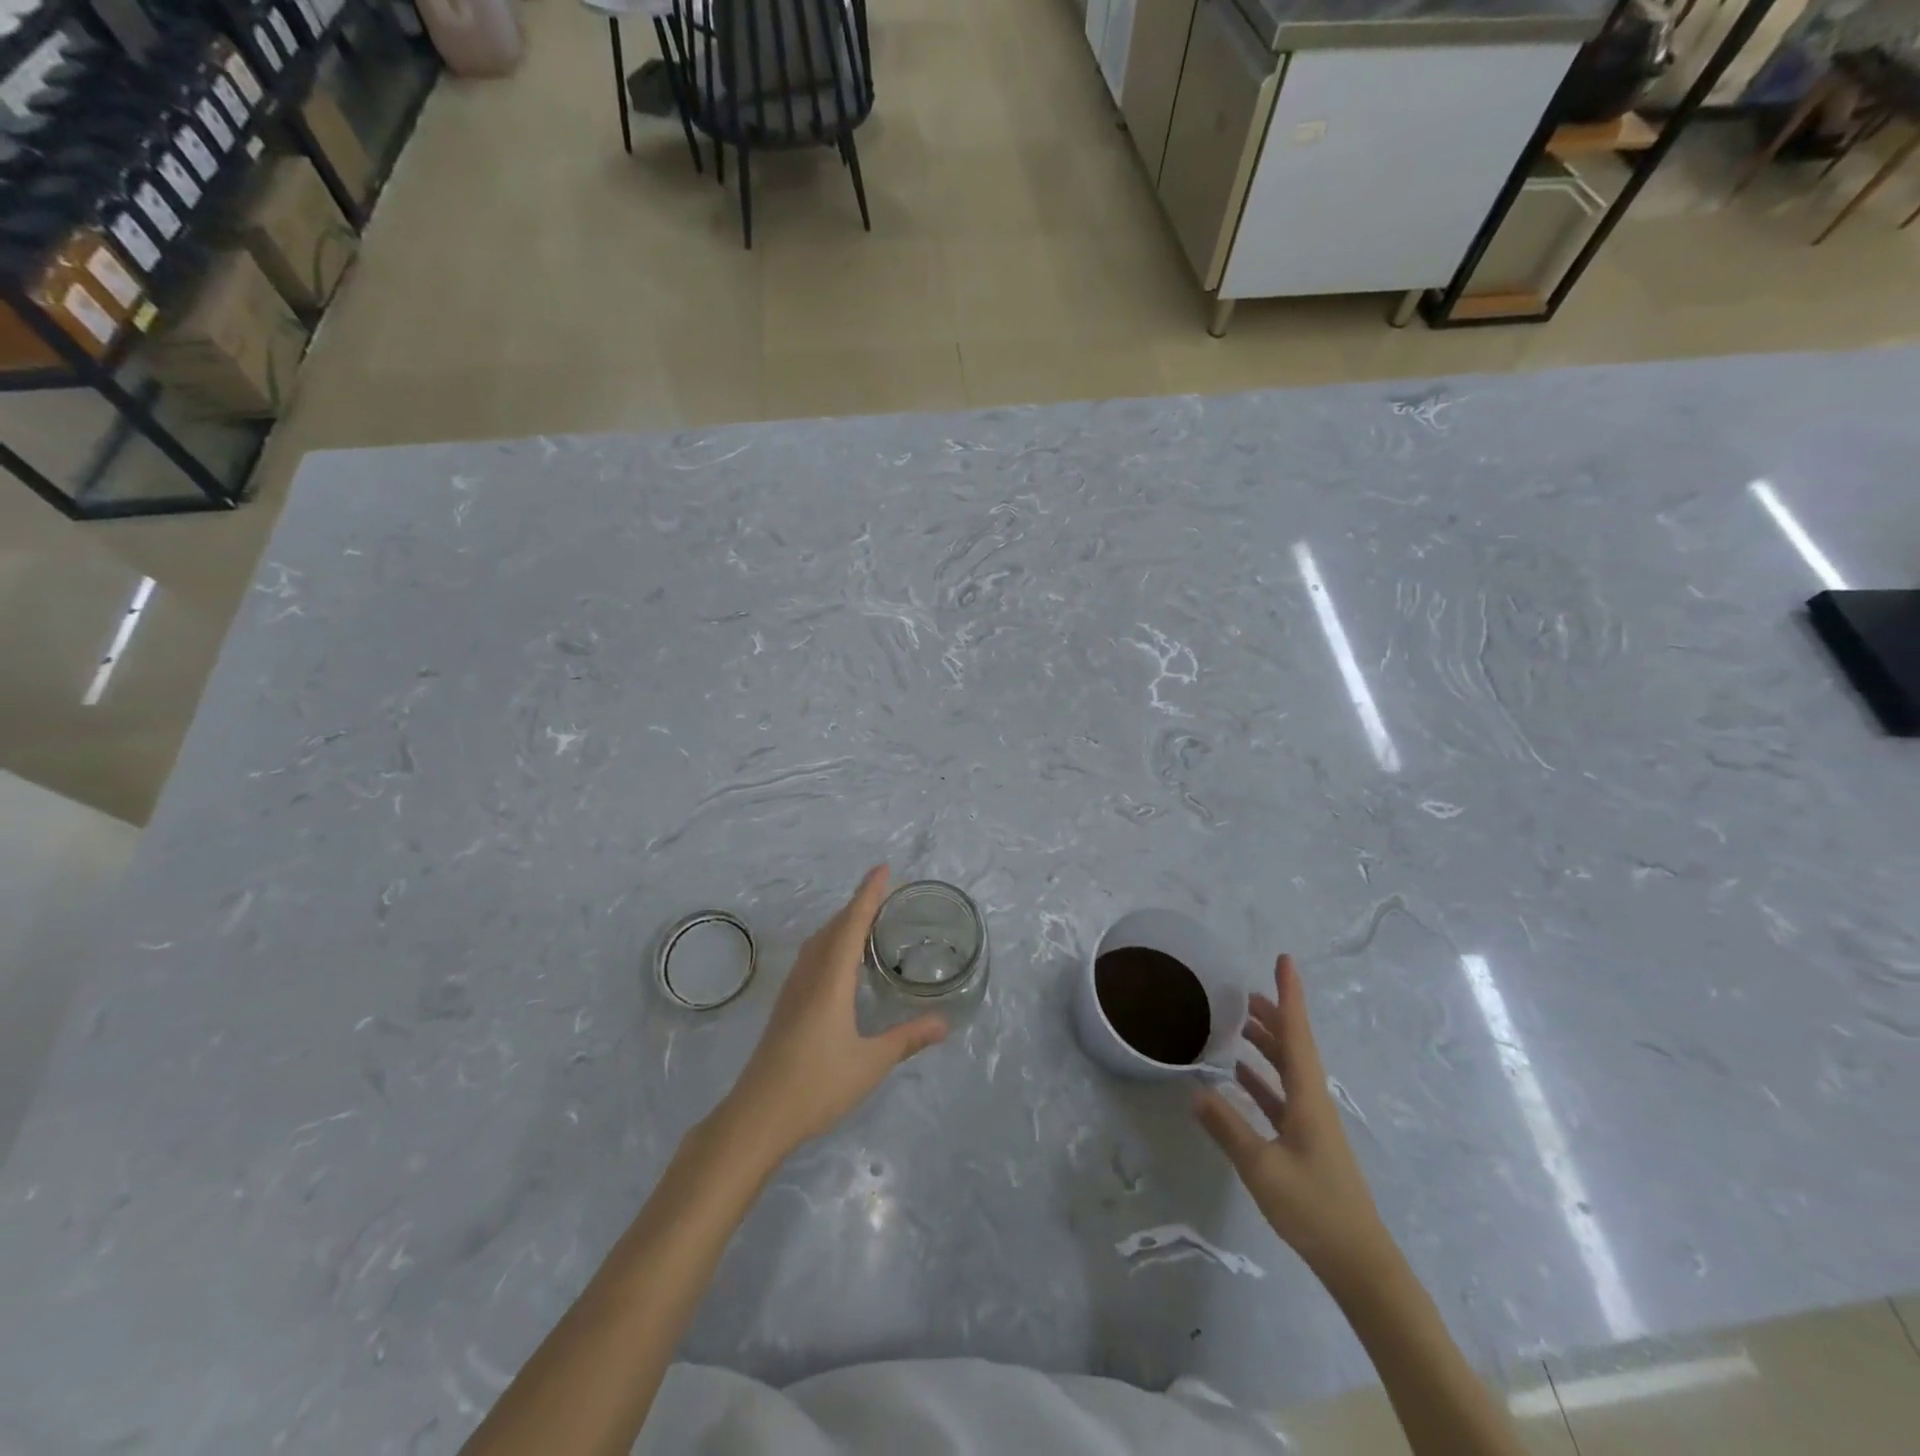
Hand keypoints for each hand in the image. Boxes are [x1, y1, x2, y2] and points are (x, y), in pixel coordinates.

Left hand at [721, 866, 947, 1162]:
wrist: (756, 1116)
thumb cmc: (816, 1085)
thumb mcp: (870, 1063)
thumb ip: (907, 1039)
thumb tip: (944, 1022)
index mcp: (831, 980)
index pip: (852, 925)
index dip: (868, 895)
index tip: (882, 869)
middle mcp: (809, 976)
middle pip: (834, 928)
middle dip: (857, 905)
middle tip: (884, 893)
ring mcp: (793, 991)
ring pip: (818, 942)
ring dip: (841, 923)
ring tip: (864, 920)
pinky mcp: (786, 1007)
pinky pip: (811, 958)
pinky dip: (830, 943)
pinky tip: (838, 961)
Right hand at [1193, 954, 1392, 1288]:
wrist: (1359, 1263)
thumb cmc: (1313, 1207)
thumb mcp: (1261, 1167)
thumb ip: (1227, 1127)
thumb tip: (1195, 1090)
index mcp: (1308, 1097)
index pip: (1297, 1034)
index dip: (1290, 995)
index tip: (1284, 960)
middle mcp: (1312, 1101)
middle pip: (1293, 1046)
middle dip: (1274, 1015)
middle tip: (1245, 992)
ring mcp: (1311, 1123)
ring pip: (1288, 1070)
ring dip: (1267, 1045)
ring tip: (1240, 1024)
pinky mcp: (1306, 1143)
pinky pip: (1282, 1096)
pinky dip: (1262, 1080)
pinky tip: (1240, 1078)